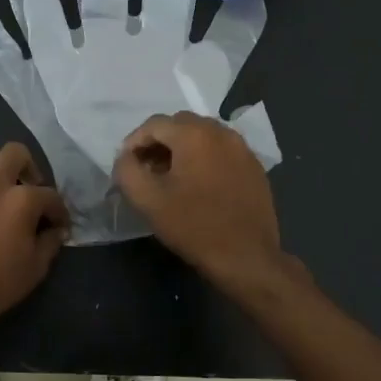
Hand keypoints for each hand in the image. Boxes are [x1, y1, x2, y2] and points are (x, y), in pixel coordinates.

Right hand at [113, 112, 288, 287]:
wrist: (246, 257)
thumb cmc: (193, 226)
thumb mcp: (147, 200)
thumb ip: (127, 170)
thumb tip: (125, 158)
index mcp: (194, 134)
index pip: (154, 124)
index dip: (134, 142)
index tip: (127, 166)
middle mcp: (221, 131)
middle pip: (180, 124)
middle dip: (159, 142)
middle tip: (147, 169)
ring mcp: (242, 148)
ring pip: (203, 135)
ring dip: (182, 148)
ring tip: (171, 177)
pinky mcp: (254, 166)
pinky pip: (222, 150)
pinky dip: (204, 158)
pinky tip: (199, 185)